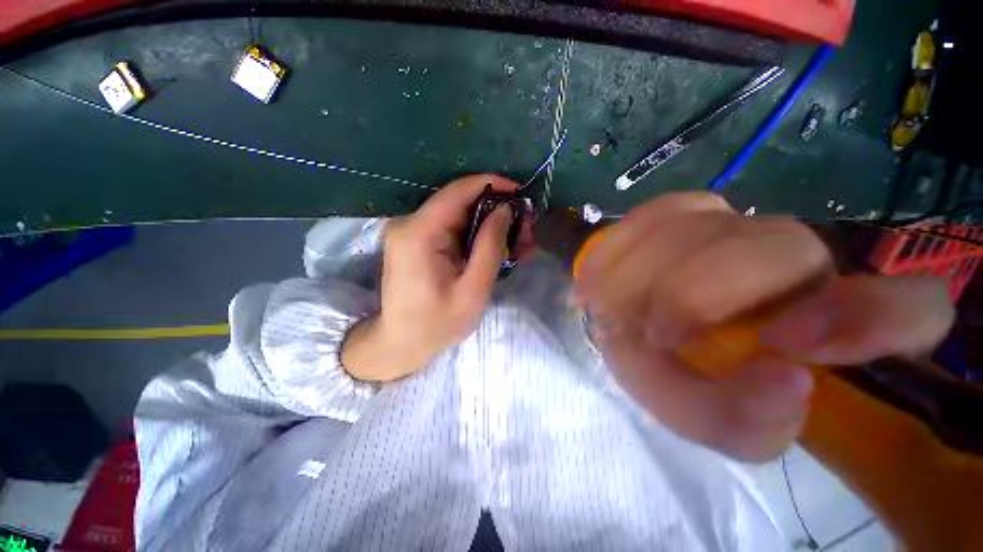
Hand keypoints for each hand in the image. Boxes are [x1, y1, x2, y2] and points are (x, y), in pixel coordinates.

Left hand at [342, 174, 526, 381]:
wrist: (400, 344)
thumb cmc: (436, 325)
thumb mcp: (472, 290)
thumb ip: (490, 247)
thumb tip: (505, 210)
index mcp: (418, 233)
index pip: (457, 192)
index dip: (491, 185)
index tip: (520, 193)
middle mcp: (409, 224)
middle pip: (460, 202)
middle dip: (496, 211)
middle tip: (525, 231)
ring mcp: (410, 231)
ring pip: (459, 215)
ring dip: (489, 226)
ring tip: (518, 244)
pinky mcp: (416, 241)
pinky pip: (451, 229)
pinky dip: (476, 236)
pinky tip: (496, 249)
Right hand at [575, 192, 953, 461]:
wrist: (615, 318)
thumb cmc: (659, 365)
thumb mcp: (692, 410)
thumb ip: (739, 423)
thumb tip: (788, 382)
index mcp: (818, 321)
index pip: (910, 309)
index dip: (867, 319)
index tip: (787, 344)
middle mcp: (792, 259)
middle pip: (786, 249)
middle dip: (706, 293)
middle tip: (658, 331)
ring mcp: (733, 222)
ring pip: (711, 230)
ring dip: (653, 276)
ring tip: (617, 306)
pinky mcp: (679, 207)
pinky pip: (658, 213)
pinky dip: (626, 249)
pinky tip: (610, 276)